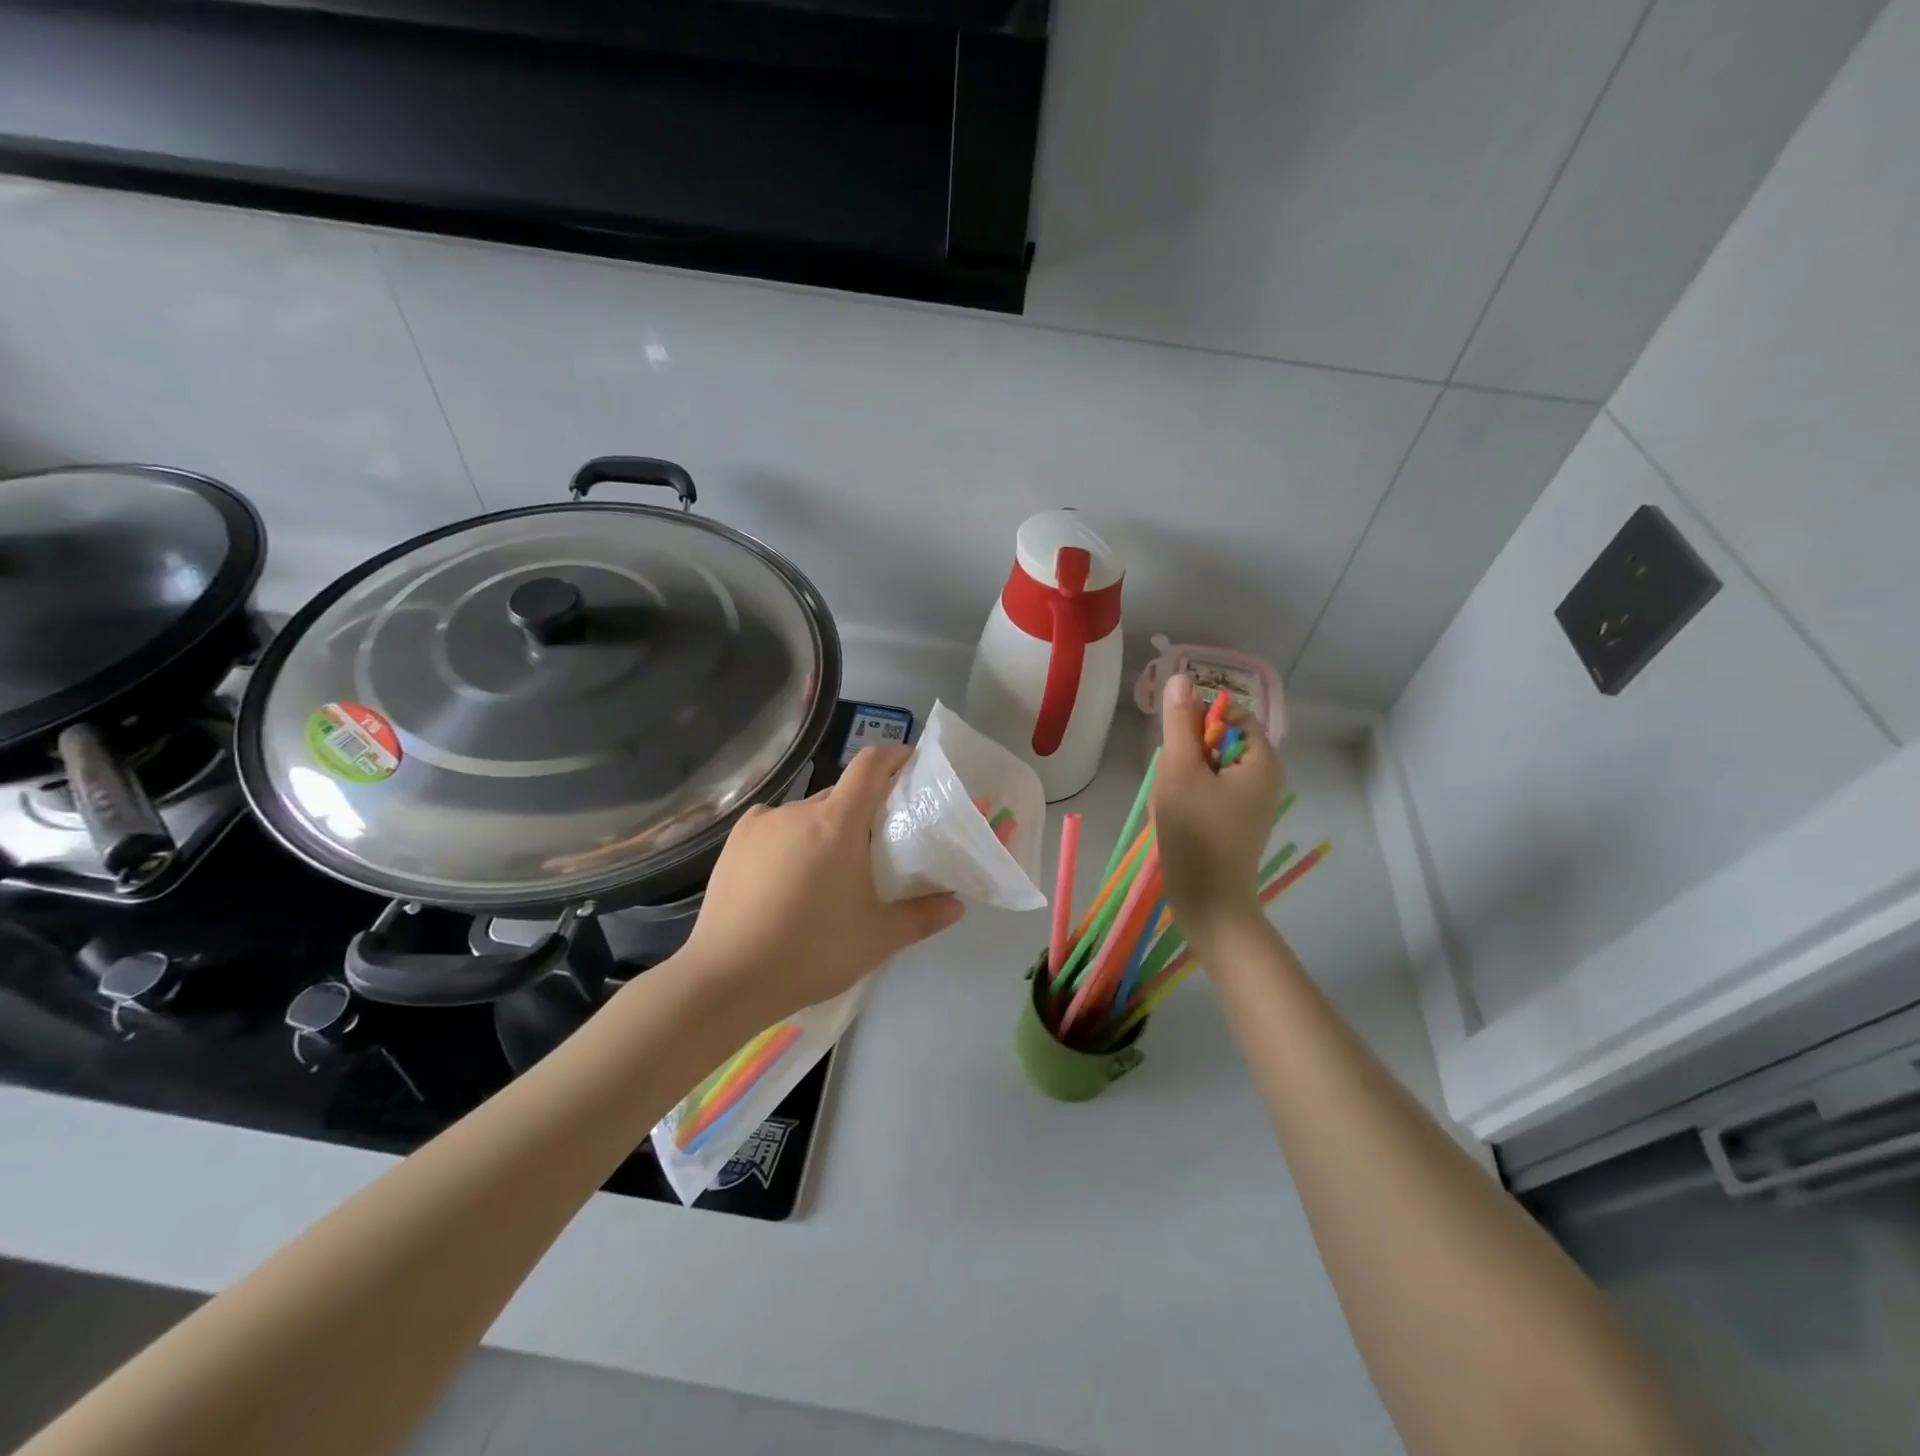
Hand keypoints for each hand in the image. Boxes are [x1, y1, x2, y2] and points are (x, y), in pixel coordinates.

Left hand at [676, 746, 964, 1021]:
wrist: (727, 979)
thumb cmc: (812, 952)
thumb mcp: (878, 939)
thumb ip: (922, 916)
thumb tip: (957, 905)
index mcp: (838, 823)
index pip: (870, 765)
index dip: (894, 756)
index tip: (911, 765)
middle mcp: (799, 810)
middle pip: (841, 794)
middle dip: (864, 809)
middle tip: (877, 846)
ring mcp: (761, 823)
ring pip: (807, 814)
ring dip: (825, 829)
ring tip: (827, 872)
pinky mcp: (734, 842)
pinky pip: (775, 827)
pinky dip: (790, 839)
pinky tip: (787, 874)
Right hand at [1150, 673, 1284, 952]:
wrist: (1207, 901)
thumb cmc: (1196, 833)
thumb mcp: (1180, 770)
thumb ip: (1180, 722)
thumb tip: (1180, 679)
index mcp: (1262, 759)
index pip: (1228, 715)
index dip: (1197, 725)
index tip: (1177, 753)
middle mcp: (1264, 777)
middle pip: (1215, 742)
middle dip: (1185, 758)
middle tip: (1173, 786)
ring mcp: (1250, 802)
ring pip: (1205, 769)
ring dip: (1180, 781)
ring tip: (1172, 806)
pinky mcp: (1234, 822)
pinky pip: (1207, 793)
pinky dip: (1186, 799)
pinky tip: (1174, 820)